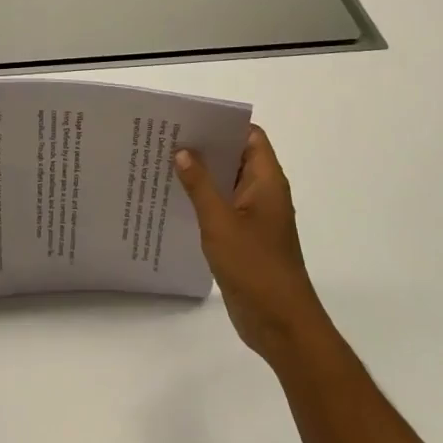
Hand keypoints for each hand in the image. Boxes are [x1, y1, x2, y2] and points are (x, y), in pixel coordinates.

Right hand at [175, 127, 331, 368]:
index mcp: (267, 181)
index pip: (250, 136)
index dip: (223, 124)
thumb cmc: (255, 266)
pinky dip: (202, 201)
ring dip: (201, 176)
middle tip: (166, 139)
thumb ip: (200, 185)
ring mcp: (255, 217)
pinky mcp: (244, 238)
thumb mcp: (220, 221)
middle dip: (205, 148)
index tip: (190, 120)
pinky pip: (222, 209)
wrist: (280, 323)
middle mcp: (264, 193)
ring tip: (162, 164)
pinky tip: (173, 201)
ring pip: (226, 184)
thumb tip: (183, 151)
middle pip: (235, 158)